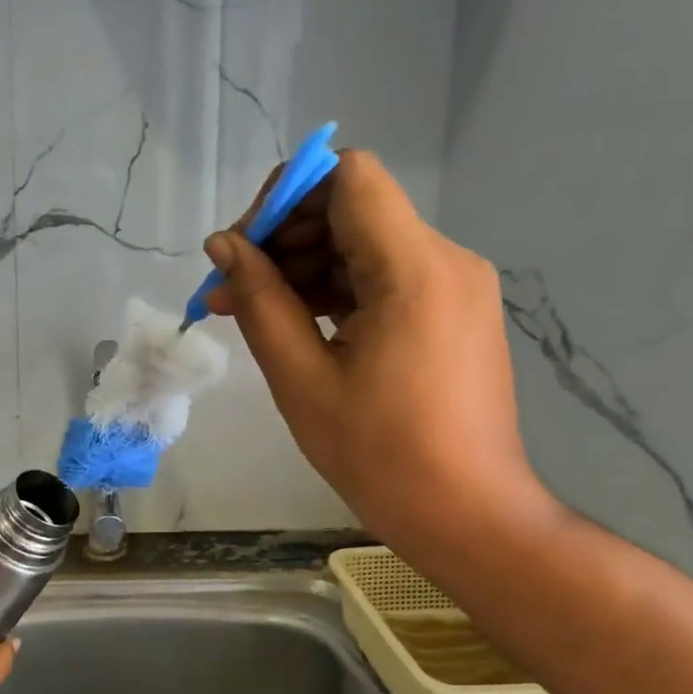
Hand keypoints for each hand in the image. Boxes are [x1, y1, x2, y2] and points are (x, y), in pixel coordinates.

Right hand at [203, 149, 550, 553]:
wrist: (469, 516)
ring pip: (364, 243)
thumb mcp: (302, 379)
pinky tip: (296, 326)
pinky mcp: (453, 310)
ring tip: (250, 314)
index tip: (245, 247)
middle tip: (231, 290)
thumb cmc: (381, 456)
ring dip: (304, 268)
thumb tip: (223, 246)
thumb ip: (260, 301)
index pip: (348, 177)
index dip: (286, 196)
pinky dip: (336, 291)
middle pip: (352, 208)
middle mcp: (446, 260)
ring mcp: (455, 285)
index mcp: (414, 269)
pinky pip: (384, 277)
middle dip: (285, 239)